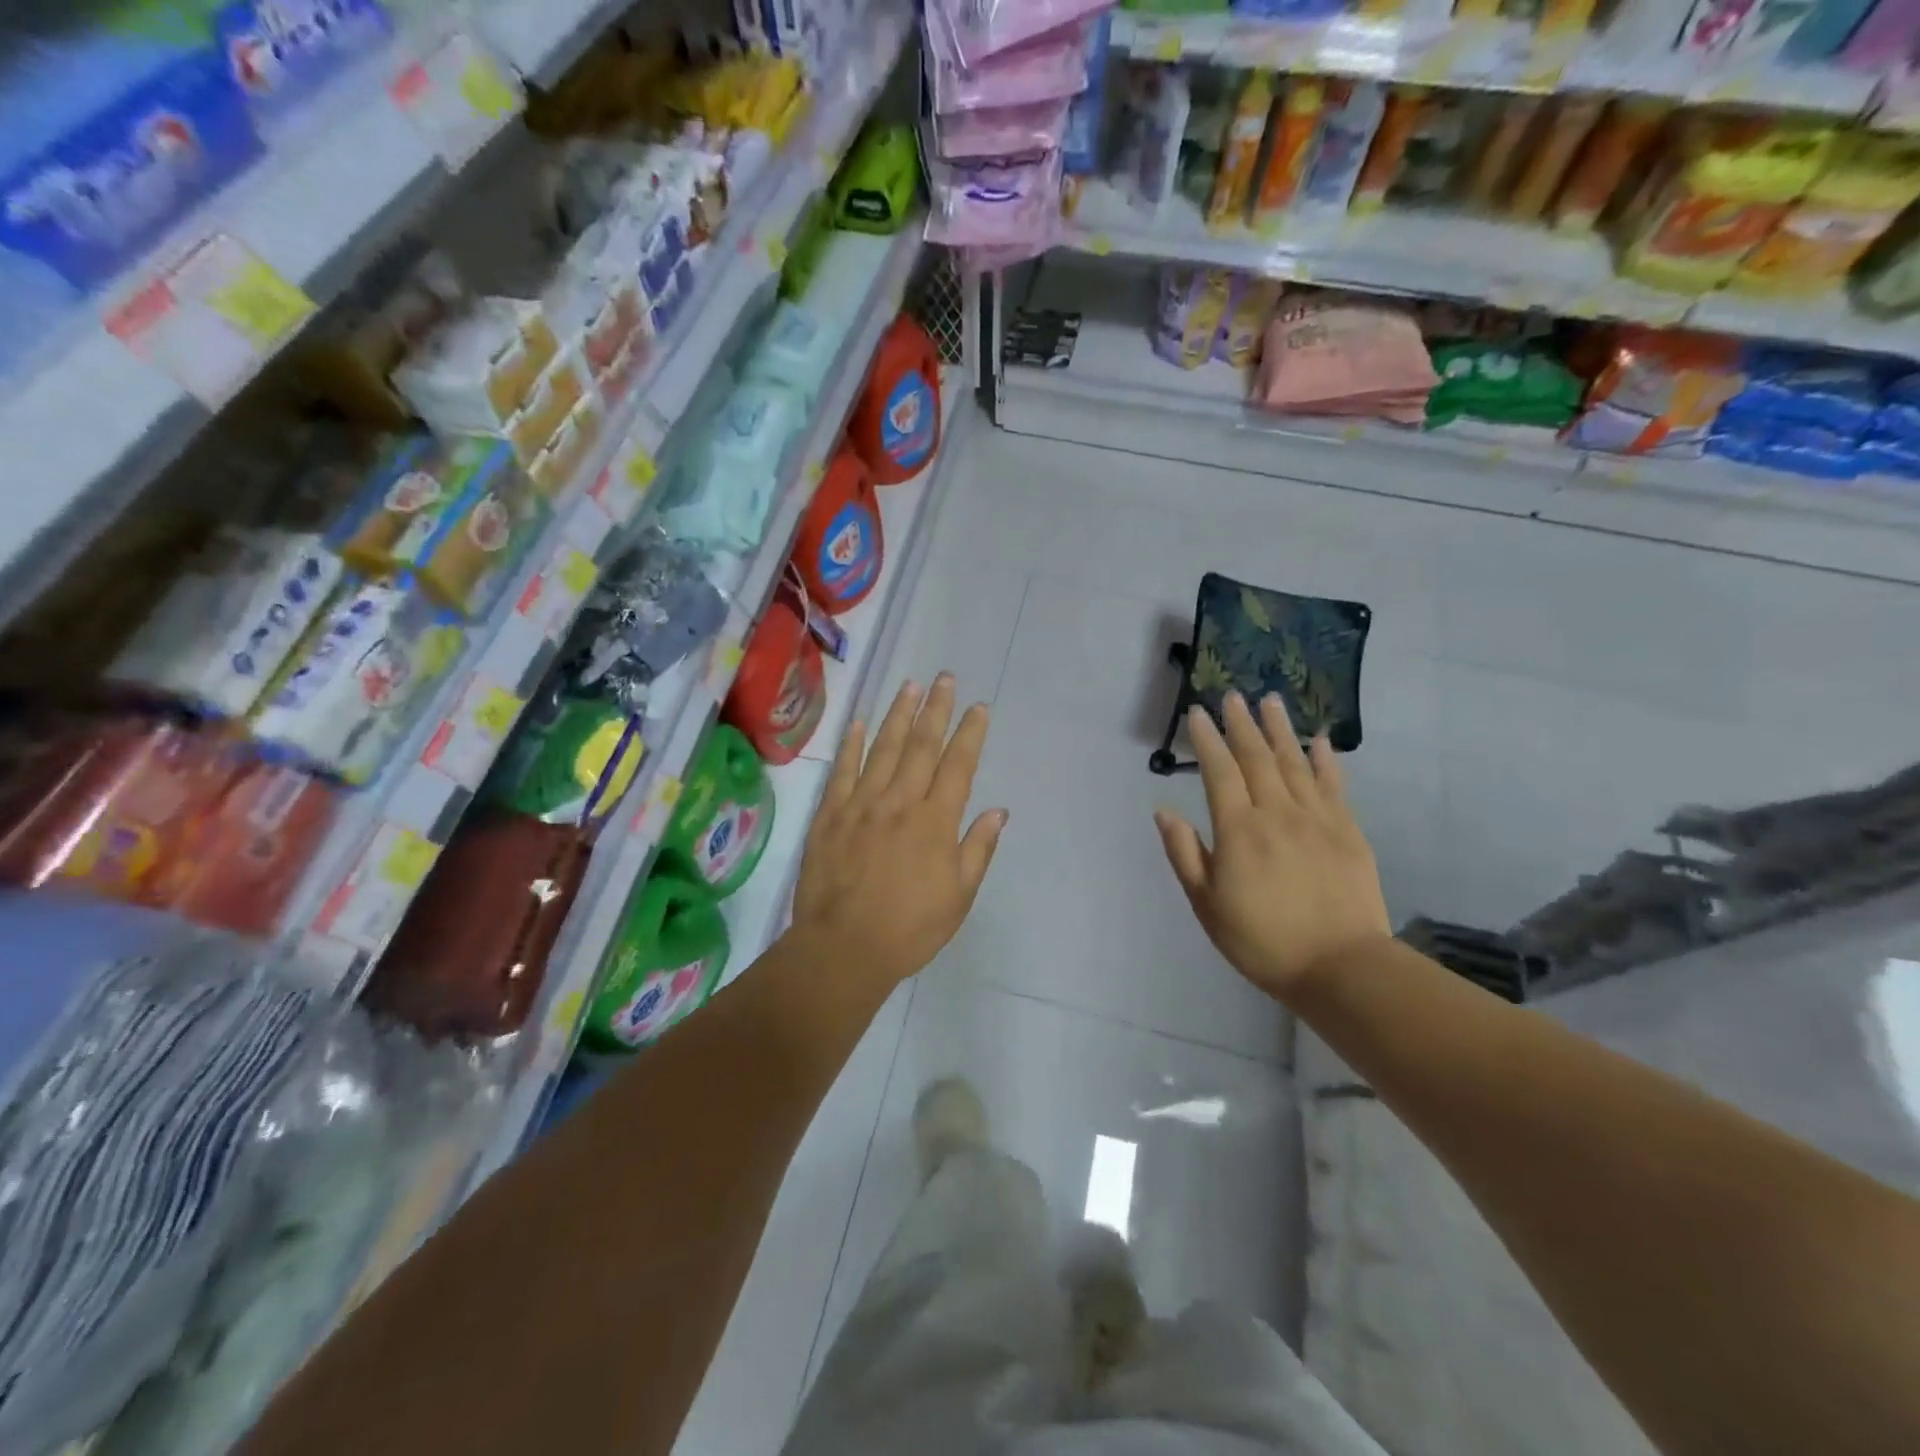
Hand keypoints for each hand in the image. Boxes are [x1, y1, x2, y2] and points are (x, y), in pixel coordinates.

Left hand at [789, 674, 1007, 987]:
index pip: (958, 766)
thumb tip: (997, 811)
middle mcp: (900, 802)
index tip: (979, 707)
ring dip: (899, 715)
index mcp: (935, 821)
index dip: (970, 733)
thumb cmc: (910, 928)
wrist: (844, 948)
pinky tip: (858, 722)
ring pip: (883, 749)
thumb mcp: (958, 896)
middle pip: (922, 746)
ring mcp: (861, 805)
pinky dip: (850, 744)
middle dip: (936, 709)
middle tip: (945, 678)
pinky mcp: (830, 815)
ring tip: (910, 687)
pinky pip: (842, 771)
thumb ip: (977, 849)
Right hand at [1154, 692, 1391, 1004]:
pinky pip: (1333, 785)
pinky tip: (1318, 741)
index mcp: (1239, 830)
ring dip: (1279, 730)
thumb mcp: (1207, 905)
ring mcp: (1317, 819)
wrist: (1341, 967)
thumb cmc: (1263, 940)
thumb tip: (1164, 811)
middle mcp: (1277, 813)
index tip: (1197, 713)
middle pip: (1257, 758)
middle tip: (1232, 696)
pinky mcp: (1348, 831)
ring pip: (1294, 763)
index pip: (1219, 772)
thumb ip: (1185, 854)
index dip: (1206, 740)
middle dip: (1241, 725)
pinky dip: (1324, 760)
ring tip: (1270, 701)